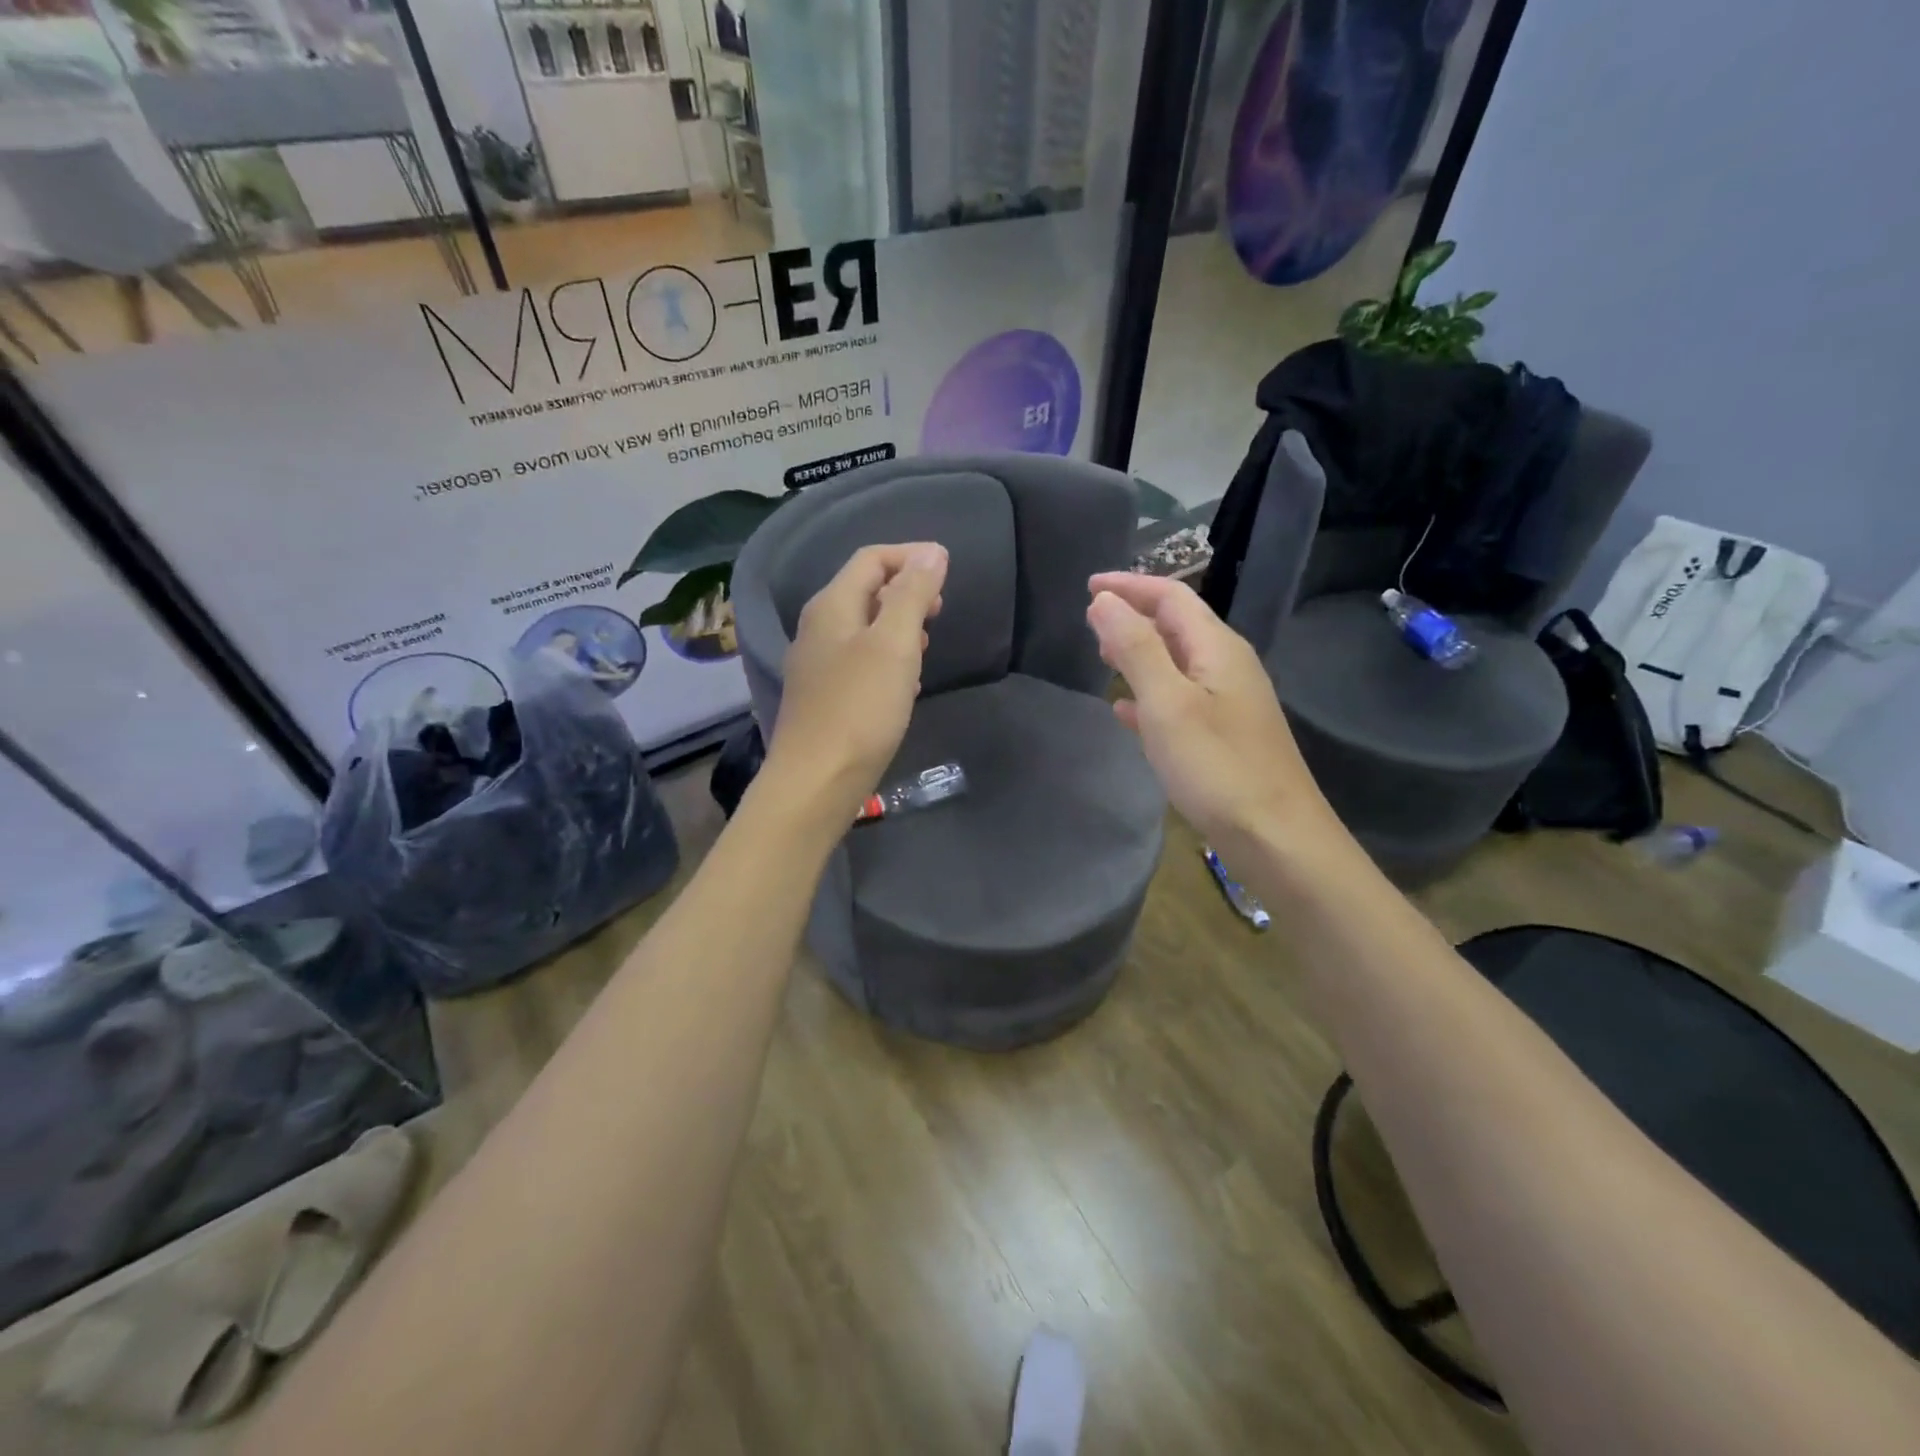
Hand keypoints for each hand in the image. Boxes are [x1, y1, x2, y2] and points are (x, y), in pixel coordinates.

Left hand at [766, 542, 947, 818]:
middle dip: (906, 590)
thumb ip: (913, 595)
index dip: (910, 555)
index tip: (948, 568)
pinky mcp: (823, 697)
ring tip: (929, 643)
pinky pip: (859, 661)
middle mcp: (818, 628)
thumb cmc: (859, 709)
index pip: (871, 559)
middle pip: (865, 591)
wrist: (816, 782)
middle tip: (941, 608)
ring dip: (899, 626)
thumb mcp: (895, 645)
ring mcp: (817, 665)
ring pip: (863, 628)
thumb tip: (932, 553)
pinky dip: (888, 659)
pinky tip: (906, 683)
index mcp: (832, 606)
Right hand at [1086, 573, 1340, 852]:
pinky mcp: (1224, 736)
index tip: (1087, 585)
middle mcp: (1228, 666)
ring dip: (1139, 654)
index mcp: (1218, 648)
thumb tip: (1104, 601)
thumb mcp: (1167, 703)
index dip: (1130, 586)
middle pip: (1177, 625)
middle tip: (1090, 622)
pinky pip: (1179, 700)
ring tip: (1102, 657)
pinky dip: (1149, 694)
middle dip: (1133, 617)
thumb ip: (1135, 648)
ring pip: (1176, 663)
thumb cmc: (1217, 767)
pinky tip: (1125, 712)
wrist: (1275, 837)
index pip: (1172, 597)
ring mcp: (1229, 703)